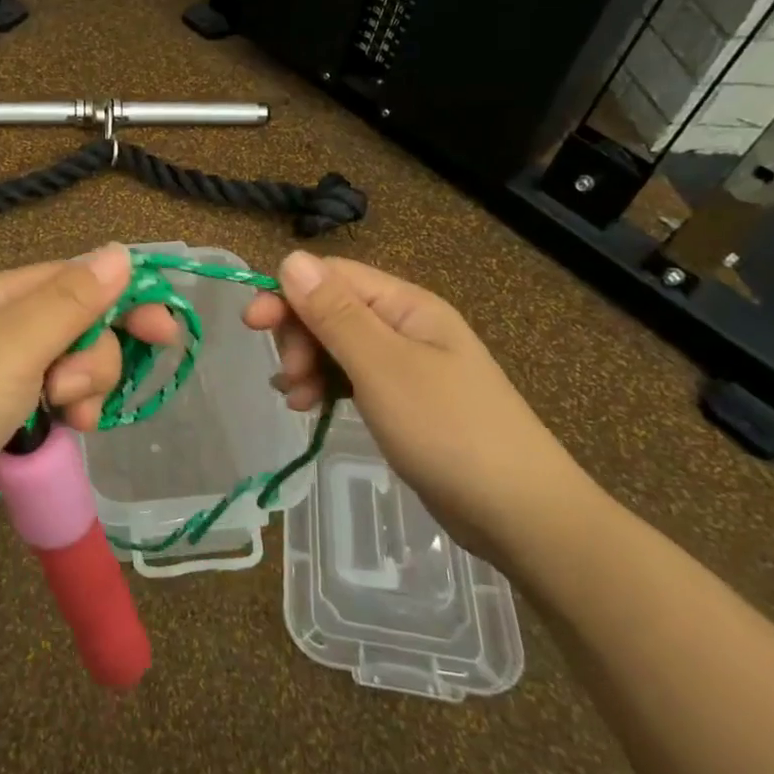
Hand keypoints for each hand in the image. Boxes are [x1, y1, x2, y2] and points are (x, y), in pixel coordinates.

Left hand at [0, 243, 178, 550]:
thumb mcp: (17, 342)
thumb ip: (73, 299)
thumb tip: (120, 250)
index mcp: (10, 294)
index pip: (84, 279)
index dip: (128, 300)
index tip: (164, 334)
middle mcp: (11, 324)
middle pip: (86, 325)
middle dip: (96, 360)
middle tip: (71, 391)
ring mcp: (8, 369)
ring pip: (77, 366)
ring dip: (84, 390)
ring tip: (63, 418)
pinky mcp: (7, 410)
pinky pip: (58, 398)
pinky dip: (67, 413)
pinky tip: (61, 431)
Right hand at [244, 251, 589, 559]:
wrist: (521, 514)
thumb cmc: (449, 431)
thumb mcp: (382, 367)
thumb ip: (334, 313)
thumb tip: (291, 259)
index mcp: (406, 305)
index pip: (332, 277)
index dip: (288, 294)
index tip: (252, 325)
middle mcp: (406, 325)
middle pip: (332, 309)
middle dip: (299, 335)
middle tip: (288, 376)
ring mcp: (407, 365)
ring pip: (338, 346)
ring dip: (307, 364)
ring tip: (294, 399)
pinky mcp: (405, 401)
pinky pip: (352, 377)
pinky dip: (325, 386)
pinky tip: (308, 407)